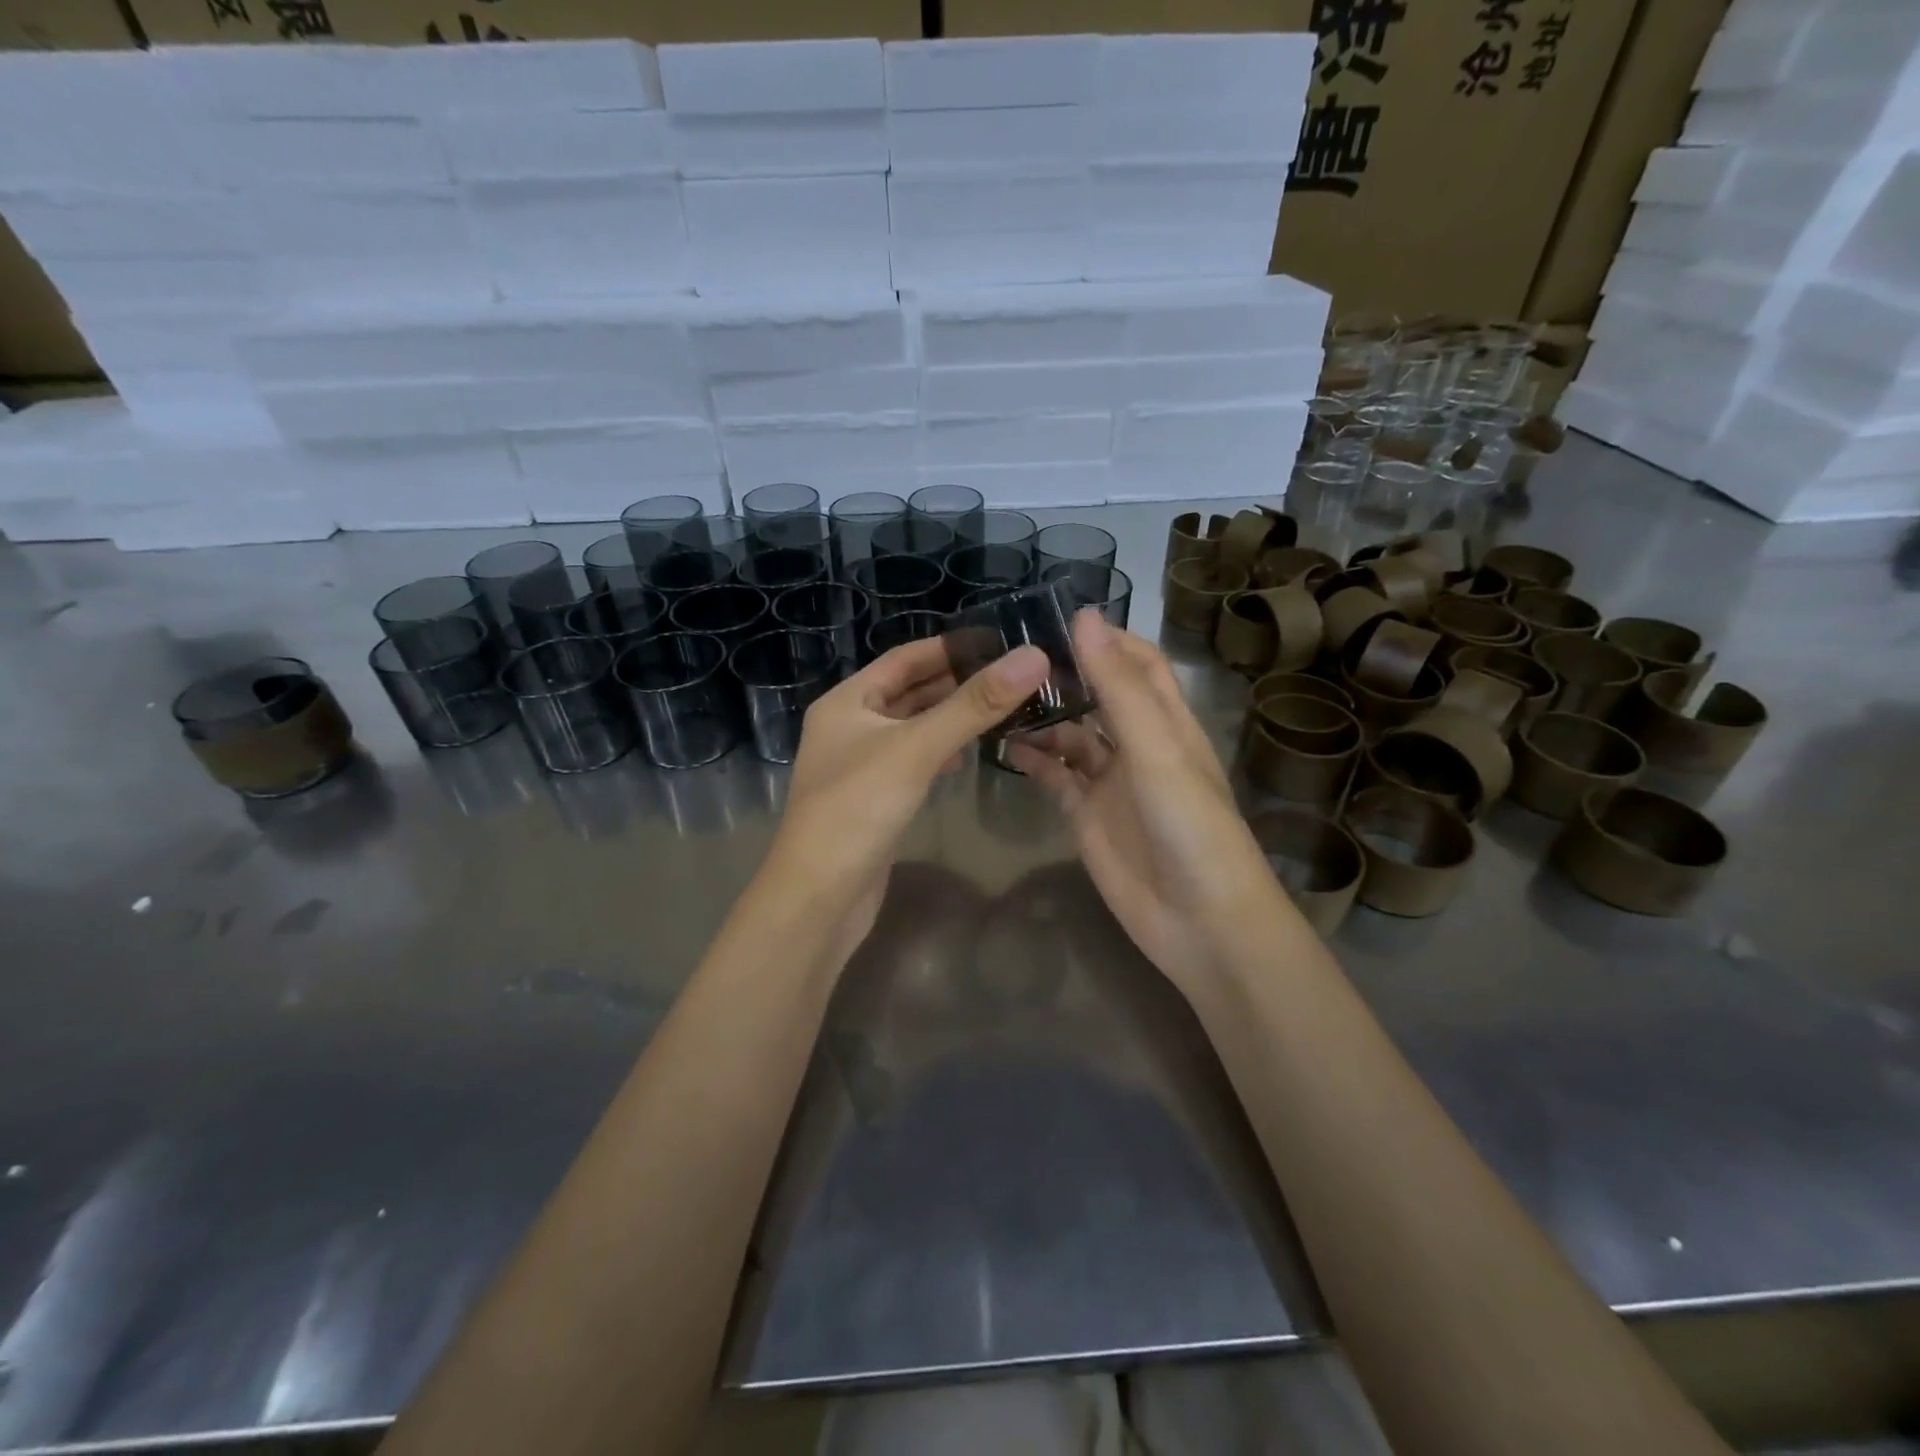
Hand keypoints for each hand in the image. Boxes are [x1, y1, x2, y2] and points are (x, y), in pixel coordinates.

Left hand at [768, 635, 1051, 960]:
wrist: (820, 896)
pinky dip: (940, 752)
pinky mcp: (874, 798)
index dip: (951, 647)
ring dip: (952, 718)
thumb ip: (974, 705)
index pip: (906, 658)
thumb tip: (1033, 656)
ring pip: (914, 728)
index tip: (1000, 641)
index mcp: (847, 701)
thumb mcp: (917, 749)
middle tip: (1013, 676)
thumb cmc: (858, 809)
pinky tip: (966, 756)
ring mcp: (860, 764)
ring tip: (1002, 709)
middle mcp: (850, 725)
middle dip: (958, 683)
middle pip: (910, 692)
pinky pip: (913, 761)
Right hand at [1007, 611, 1287, 991]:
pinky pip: (1055, 777)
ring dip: (1042, 716)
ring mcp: (1110, 782)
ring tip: (998, 697)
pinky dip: (1033, 760)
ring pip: (1071, 735)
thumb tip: (1084, 616)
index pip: (1138, 663)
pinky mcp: (1086, 815)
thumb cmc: (1189, 826)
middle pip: (1098, 695)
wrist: (1199, 922)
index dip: (1105, 638)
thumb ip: (1118, 687)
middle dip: (1063, 674)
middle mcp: (1138, 745)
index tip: (1054, 618)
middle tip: (1009, 654)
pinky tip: (1002, 745)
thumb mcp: (1156, 749)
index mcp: (1167, 721)